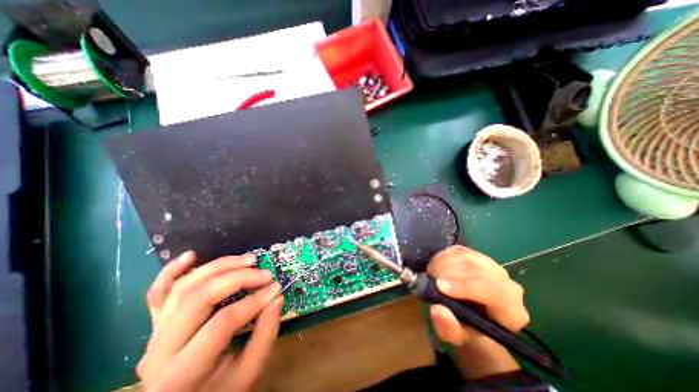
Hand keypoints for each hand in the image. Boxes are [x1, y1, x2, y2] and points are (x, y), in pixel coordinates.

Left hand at [136, 251, 283, 390]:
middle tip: (264, 272)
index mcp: (181, 373)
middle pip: (199, 297)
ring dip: (219, 266)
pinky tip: (192, 255)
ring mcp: (154, 333)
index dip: (254, 300)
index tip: (276, 288)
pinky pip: (158, 292)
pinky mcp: (156, 323)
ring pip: (185, 287)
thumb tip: (277, 297)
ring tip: (247, 259)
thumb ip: (265, 334)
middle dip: (238, 277)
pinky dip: (172, 270)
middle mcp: (159, 350)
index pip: (223, 322)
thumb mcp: (248, 373)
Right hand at [425, 246, 530, 347]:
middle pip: (477, 269)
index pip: (494, 291)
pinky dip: (443, 256)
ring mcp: (491, 266)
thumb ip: (449, 329)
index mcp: (511, 310)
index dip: (465, 286)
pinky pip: (458, 250)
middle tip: (429, 278)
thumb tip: (437, 309)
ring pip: (466, 256)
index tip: (439, 286)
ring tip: (430, 273)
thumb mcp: (458, 337)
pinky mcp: (476, 255)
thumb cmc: (468, 329)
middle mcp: (506, 283)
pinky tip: (435, 266)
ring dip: (443, 262)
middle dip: (448, 271)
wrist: (472, 316)